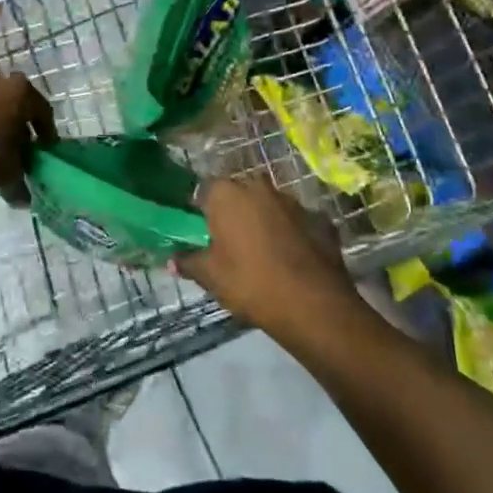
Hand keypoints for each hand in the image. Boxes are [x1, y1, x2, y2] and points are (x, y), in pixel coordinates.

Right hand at [176, 176, 356, 336]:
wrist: (314, 305)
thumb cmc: (251, 283)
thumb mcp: (211, 277)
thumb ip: (188, 262)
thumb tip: (171, 260)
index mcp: (227, 194)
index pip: (204, 190)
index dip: (201, 210)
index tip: (201, 231)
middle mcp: (260, 187)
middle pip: (239, 193)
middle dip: (234, 211)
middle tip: (229, 241)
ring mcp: (294, 201)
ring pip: (269, 205)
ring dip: (264, 220)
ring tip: (262, 252)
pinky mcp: (321, 219)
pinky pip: (297, 222)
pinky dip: (292, 234)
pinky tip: (291, 259)